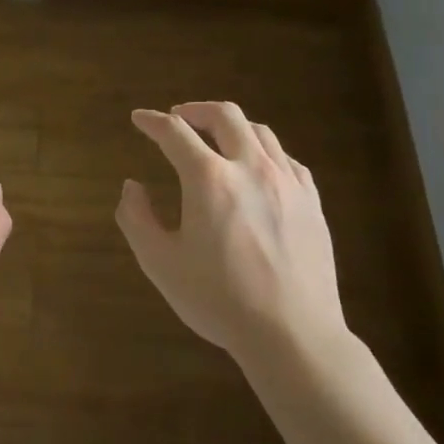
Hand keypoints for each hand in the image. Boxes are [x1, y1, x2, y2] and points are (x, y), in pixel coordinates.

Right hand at [116, 102, 343, 363]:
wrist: (292, 334)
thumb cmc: (219, 300)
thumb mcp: (161, 263)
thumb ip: (137, 218)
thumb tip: (132, 186)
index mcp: (209, 179)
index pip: (175, 133)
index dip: (152, 122)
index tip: (140, 119)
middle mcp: (251, 168)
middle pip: (225, 116)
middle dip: (196, 110)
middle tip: (179, 117)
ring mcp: (288, 182)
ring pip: (260, 132)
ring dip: (232, 127)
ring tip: (217, 139)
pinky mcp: (312, 202)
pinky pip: (287, 159)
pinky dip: (264, 152)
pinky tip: (258, 168)